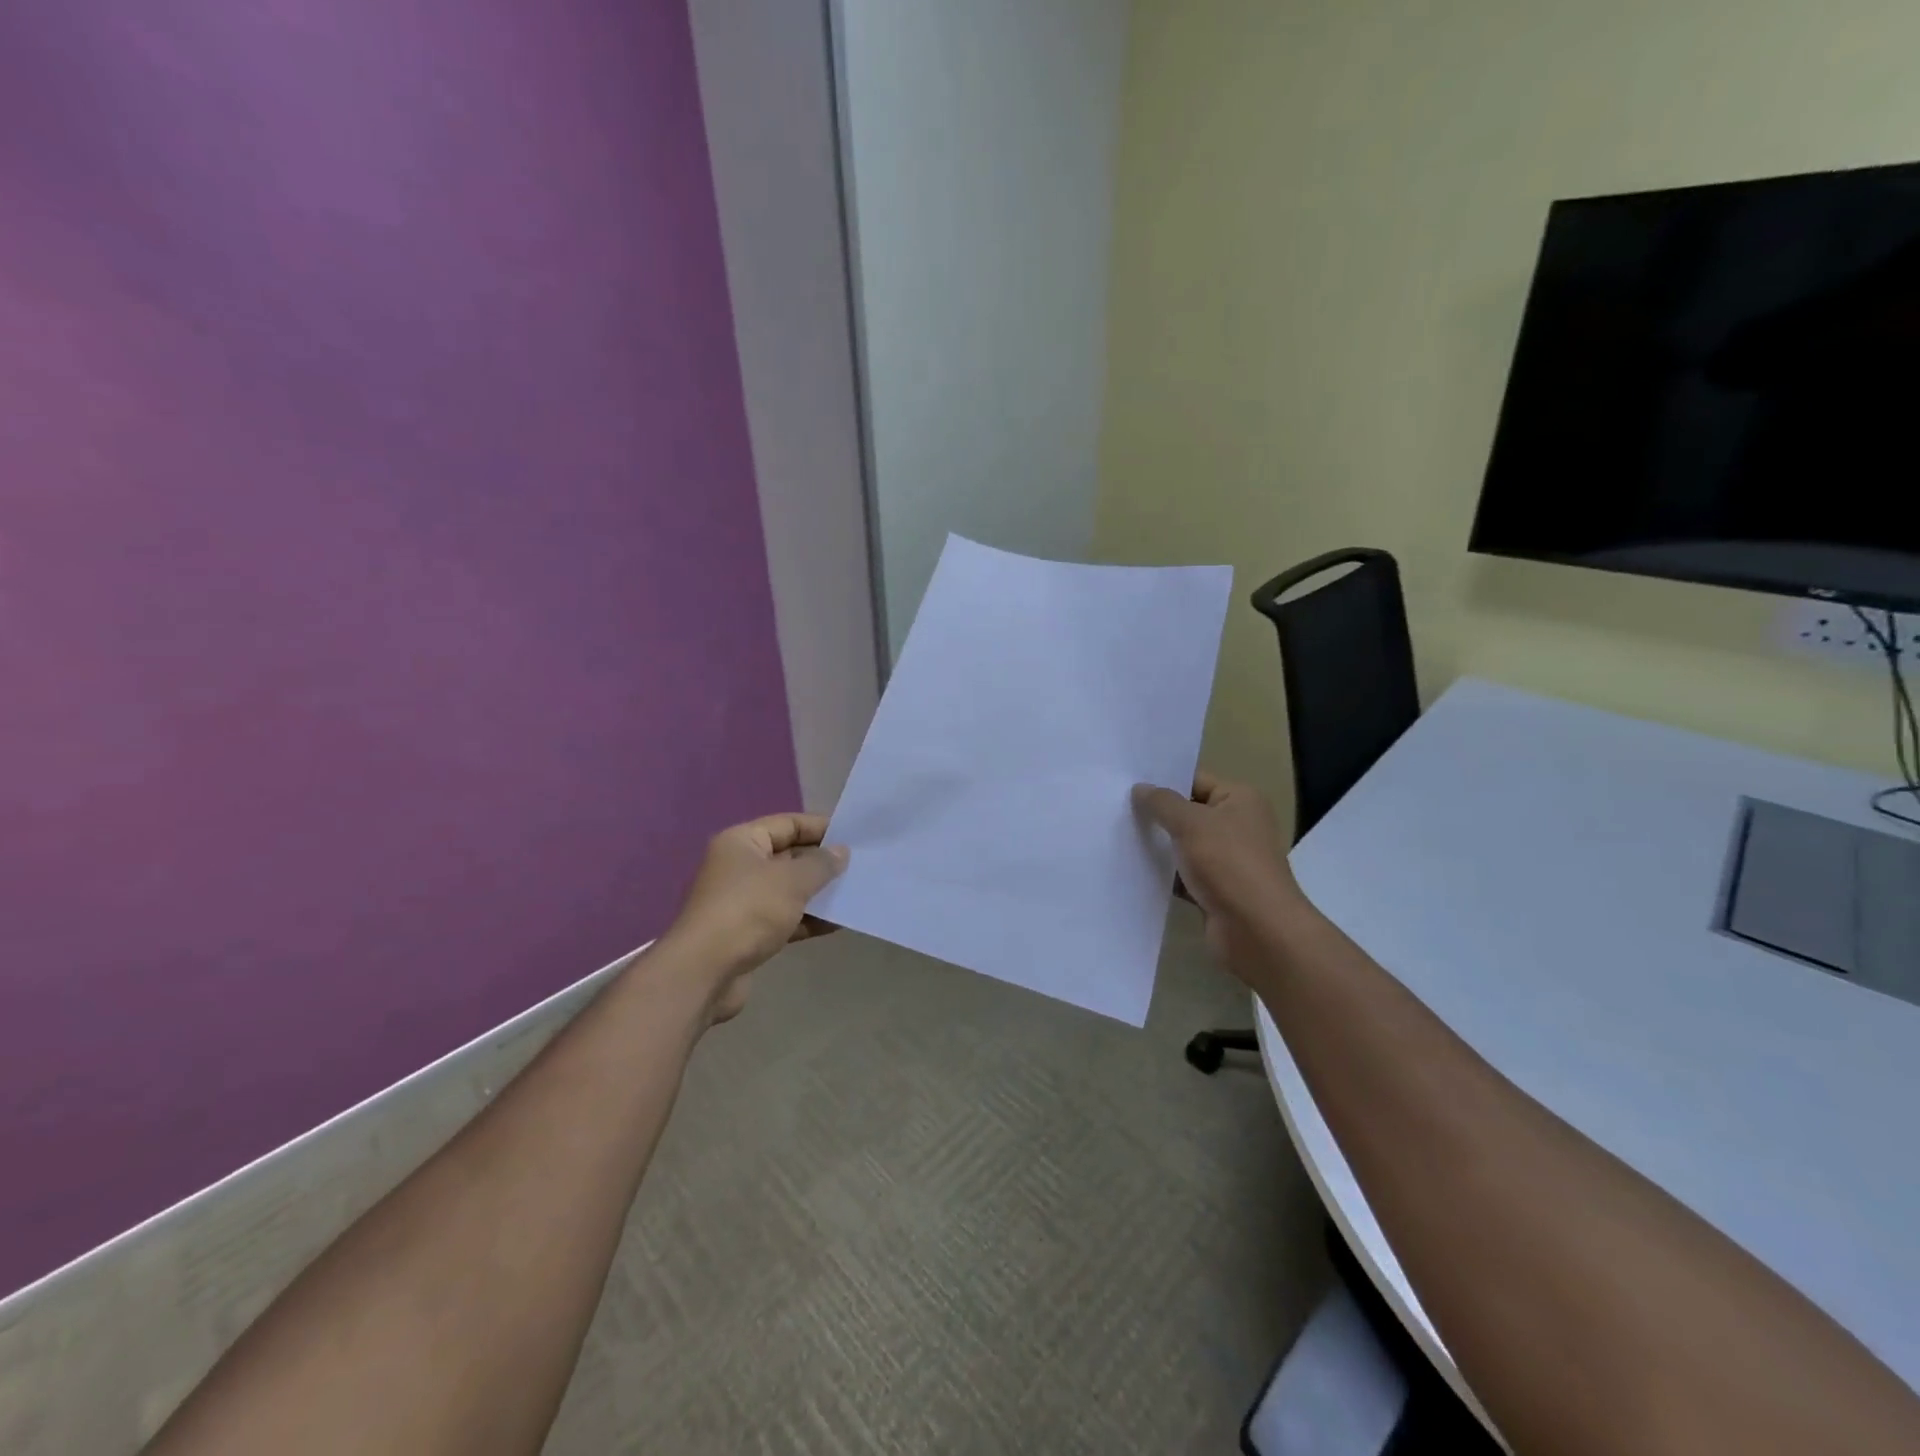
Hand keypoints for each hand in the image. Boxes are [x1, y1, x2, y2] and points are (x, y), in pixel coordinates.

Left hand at [665, 813, 848, 1020]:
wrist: (705, 973)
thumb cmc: (748, 911)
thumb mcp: (792, 880)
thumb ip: (821, 864)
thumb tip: (841, 852)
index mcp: (742, 842)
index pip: (787, 823)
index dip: (820, 828)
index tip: (853, 836)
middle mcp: (739, 866)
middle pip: (788, 856)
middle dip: (821, 863)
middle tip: (859, 866)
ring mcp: (742, 901)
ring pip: (788, 890)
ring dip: (818, 893)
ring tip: (854, 894)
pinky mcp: (748, 933)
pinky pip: (785, 918)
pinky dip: (808, 919)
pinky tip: (837, 924)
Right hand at [1132, 772, 1304, 966]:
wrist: (1257, 930)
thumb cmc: (1228, 864)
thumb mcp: (1190, 823)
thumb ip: (1162, 803)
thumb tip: (1140, 789)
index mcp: (1240, 800)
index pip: (1196, 780)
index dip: (1163, 781)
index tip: (1126, 783)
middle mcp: (1238, 826)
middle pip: (1189, 813)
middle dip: (1157, 814)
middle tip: (1115, 808)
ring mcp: (1228, 860)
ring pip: (1184, 846)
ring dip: (1158, 845)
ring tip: (1117, 836)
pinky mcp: (1216, 890)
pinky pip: (1184, 875)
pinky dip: (1164, 874)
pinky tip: (1132, 870)